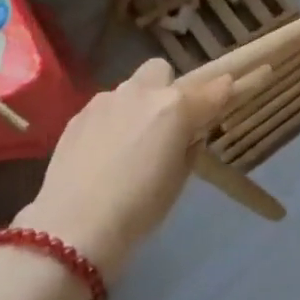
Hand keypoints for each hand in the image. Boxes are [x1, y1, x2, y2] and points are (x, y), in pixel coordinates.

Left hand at [16, 58, 232, 284]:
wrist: (73, 227)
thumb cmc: (138, 211)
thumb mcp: (178, 181)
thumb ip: (188, 144)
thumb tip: (190, 131)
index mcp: (173, 108)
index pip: (210, 88)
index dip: (222, 90)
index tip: (226, 93)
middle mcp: (141, 92)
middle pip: (161, 71)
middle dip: (167, 90)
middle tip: (165, 125)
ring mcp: (106, 99)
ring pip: (130, 88)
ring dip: (137, 106)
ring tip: (128, 145)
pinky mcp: (79, 113)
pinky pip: (106, 107)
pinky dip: (112, 121)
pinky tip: (102, 153)